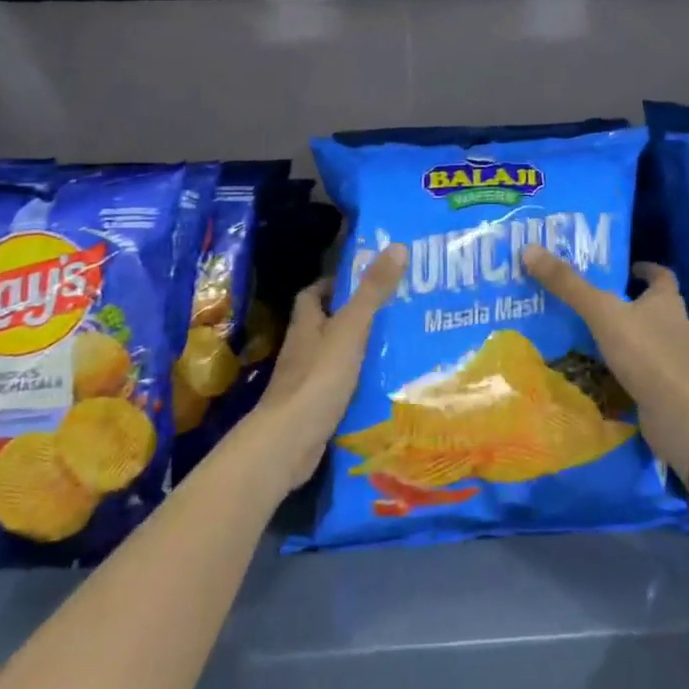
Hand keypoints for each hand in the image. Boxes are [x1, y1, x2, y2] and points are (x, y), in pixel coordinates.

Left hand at [248, 244, 407, 495]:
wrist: (289, 442)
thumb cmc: (318, 377)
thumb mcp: (351, 328)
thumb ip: (373, 291)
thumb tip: (396, 246)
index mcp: (307, 324)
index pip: (314, 293)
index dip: (336, 283)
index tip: (366, 278)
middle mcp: (303, 348)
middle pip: (327, 324)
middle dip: (355, 315)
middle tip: (395, 310)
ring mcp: (307, 380)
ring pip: (336, 356)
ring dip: (360, 350)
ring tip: (399, 344)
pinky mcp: (316, 408)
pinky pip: (341, 386)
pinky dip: (360, 382)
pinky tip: (386, 384)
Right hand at [521, 246, 688, 478]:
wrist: (679, 414)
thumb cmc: (645, 353)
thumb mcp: (602, 313)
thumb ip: (569, 285)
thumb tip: (530, 249)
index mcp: (667, 300)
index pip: (661, 275)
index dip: (643, 269)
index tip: (623, 269)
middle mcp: (677, 325)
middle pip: (654, 306)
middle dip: (628, 303)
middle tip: (593, 301)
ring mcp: (676, 359)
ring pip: (649, 339)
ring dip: (626, 336)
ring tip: (591, 337)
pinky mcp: (669, 387)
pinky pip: (645, 369)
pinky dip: (628, 367)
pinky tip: (604, 373)